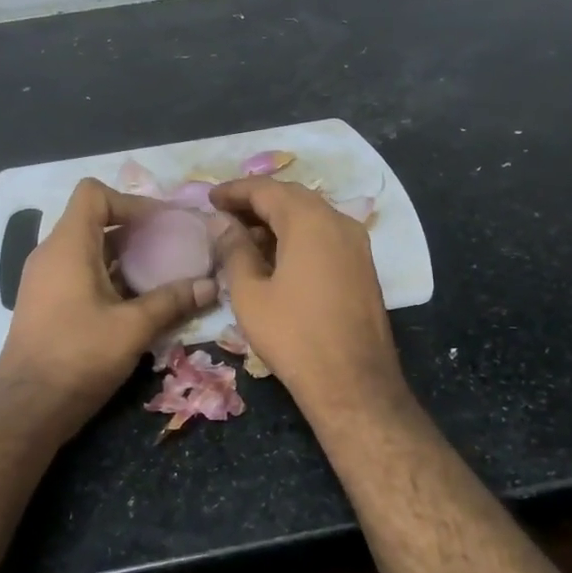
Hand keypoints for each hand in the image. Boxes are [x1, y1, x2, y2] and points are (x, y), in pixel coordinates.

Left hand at [0, 178, 216, 436]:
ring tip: (159, 274)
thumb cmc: (79, 357)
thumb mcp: (133, 328)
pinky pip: (78, 272)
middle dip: (134, 230)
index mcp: (67, 246)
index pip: (94, 194)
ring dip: (123, 256)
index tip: (161, 225)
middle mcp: (50, 254)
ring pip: (87, 248)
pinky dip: (107, 276)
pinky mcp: (45, 303)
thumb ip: (172, 301)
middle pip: (92, 219)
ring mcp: (43, 279)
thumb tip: (211, 285)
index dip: (130, 202)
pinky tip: (134, 302)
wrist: (27, 409)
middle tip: (170, 248)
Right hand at [209, 176, 410, 421]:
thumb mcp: (250, 293)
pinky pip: (324, 235)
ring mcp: (356, 244)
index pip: (266, 189)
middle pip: (291, 197)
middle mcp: (338, 222)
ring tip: (244, 236)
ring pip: (311, 216)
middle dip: (256, 202)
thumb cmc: (293, 335)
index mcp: (309, 221)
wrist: (353, 383)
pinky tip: (275, 256)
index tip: (209, 198)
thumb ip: (234, 250)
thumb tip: (223, 224)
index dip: (234, 191)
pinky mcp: (362, 266)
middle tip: (224, 214)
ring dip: (277, 219)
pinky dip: (297, 235)